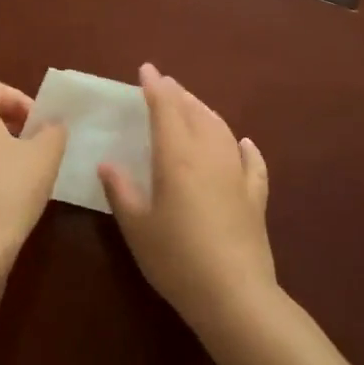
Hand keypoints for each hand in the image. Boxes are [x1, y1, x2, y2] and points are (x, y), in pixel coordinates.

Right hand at [98, 63, 275, 331]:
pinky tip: (244, 143)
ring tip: (193, 105)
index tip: (146, 70)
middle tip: (165, 84)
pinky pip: (252, 163)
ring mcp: (237, 175)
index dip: (155, 87)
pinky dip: (245, 148)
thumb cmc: (176, 259)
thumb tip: (107, 163)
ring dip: (205, 111)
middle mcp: (209, 155)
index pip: (165, 109)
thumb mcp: (137, 227)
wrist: (234, 295)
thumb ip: (122, 191)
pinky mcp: (256, 197)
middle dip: (179, 94)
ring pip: (222, 130)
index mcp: (176, 157)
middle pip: (195, 112)